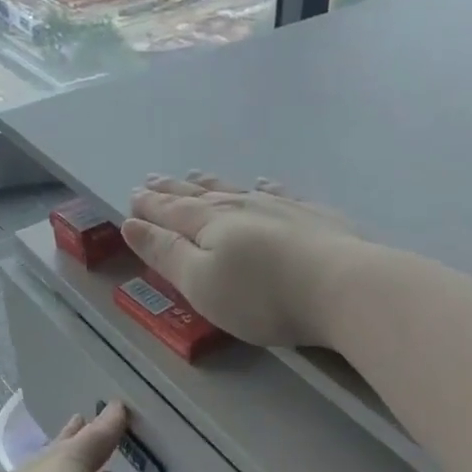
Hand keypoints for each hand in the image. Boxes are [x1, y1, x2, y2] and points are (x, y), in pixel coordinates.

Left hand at [0, 402, 126, 471]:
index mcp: (70, 458)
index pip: (97, 434)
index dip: (111, 422)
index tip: (119, 406)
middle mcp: (42, 464)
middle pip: (65, 442)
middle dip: (78, 431)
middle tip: (83, 418)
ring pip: (48, 462)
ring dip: (61, 453)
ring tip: (68, 444)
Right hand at [123, 173, 365, 347]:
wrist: (341, 287)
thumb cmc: (260, 296)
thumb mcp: (200, 282)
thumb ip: (165, 253)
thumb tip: (131, 223)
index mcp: (208, 225)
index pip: (170, 211)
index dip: (149, 206)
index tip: (132, 196)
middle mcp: (241, 207)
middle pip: (200, 196)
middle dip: (173, 190)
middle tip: (153, 179)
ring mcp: (280, 207)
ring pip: (237, 190)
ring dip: (212, 184)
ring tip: (196, 175)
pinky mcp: (314, 217)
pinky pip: (280, 194)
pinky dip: (265, 187)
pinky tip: (263, 183)